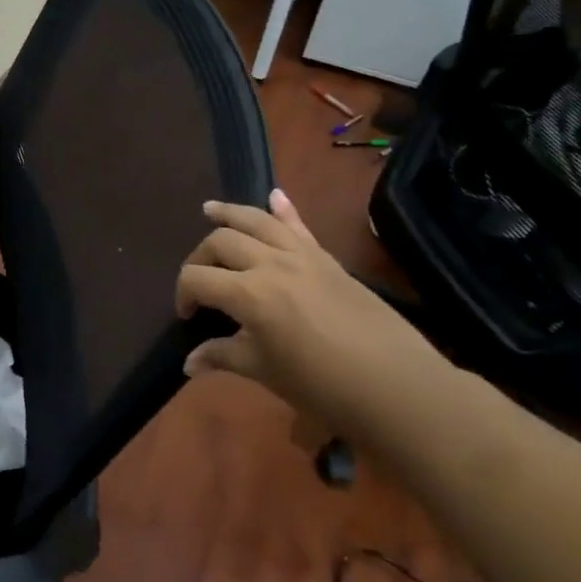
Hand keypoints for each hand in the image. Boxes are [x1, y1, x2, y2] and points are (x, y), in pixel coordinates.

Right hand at [175, 190, 440, 426]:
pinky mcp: (328, 260)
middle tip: (199, 282)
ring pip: (257, 220)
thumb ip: (223, 357)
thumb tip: (189, 362)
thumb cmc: (323, 387)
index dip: (183, 294)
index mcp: (249, 294)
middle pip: (221, 242)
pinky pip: (301, 226)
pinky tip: (275, 195)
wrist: (397, 386)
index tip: (187, 316)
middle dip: (200, 257)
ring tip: (210, 209)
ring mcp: (303, 257)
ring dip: (230, 212)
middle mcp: (271, 264)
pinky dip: (286, 209)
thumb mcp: (265, 372)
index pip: (197, 279)